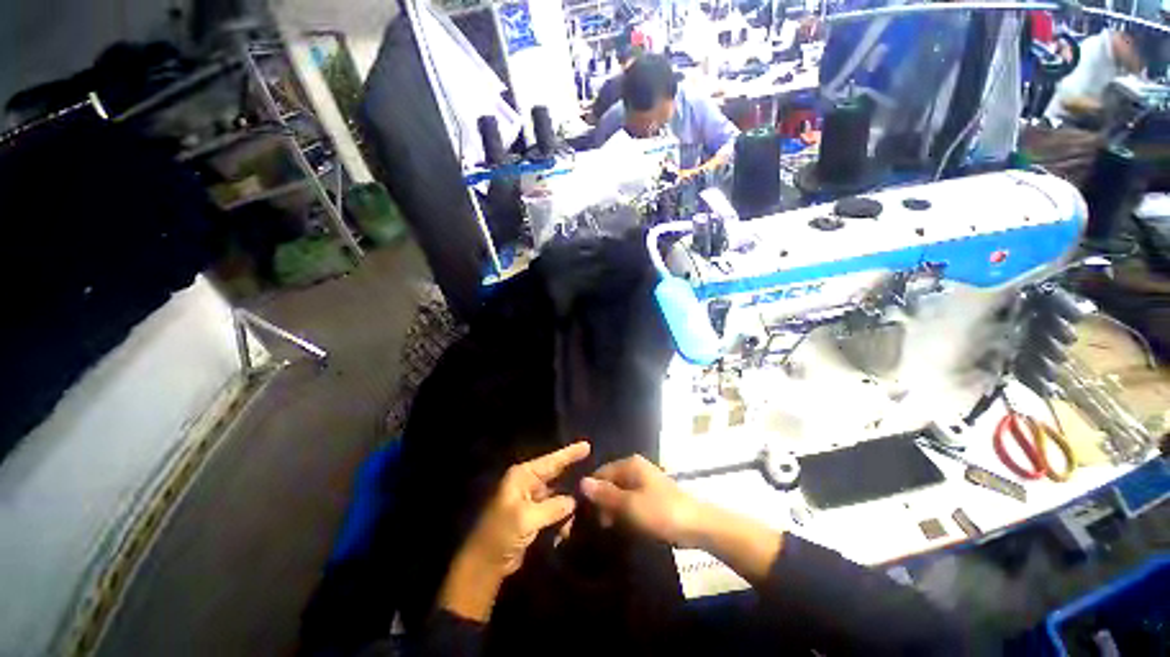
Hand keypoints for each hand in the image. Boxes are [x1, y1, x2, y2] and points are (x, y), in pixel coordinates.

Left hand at [439, 442, 589, 620]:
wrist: (484, 564)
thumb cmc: (501, 534)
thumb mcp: (526, 518)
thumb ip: (553, 507)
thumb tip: (573, 501)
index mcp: (522, 476)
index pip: (551, 461)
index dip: (570, 453)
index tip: (587, 445)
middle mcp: (528, 484)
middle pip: (556, 473)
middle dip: (573, 472)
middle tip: (594, 466)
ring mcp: (531, 500)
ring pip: (558, 494)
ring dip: (570, 501)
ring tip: (590, 499)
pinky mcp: (534, 516)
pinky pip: (555, 510)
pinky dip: (563, 516)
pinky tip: (573, 523)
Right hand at [579, 455, 706, 547]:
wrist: (697, 526)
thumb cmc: (660, 512)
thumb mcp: (629, 505)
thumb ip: (605, 495)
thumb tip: (582, 482)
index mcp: (630, 464)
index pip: (601, 473)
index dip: (591, 492)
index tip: (584, 514)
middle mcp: (636, 468)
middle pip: (610, 483)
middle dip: (603, 502)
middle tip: (600, 525)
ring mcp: (646, 481)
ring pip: (621, 493)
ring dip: (614, 510)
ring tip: (612, 528)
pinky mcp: (653, 495)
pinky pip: (632, 500)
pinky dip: (627, 512)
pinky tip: (626, 527)